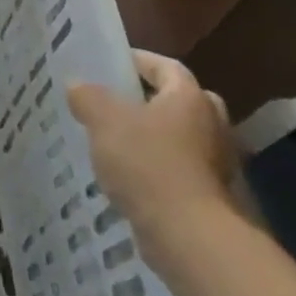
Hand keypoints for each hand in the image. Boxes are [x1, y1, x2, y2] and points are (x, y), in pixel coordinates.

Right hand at [69, 51, 237, 264]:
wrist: (188, 234)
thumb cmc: (148, 163)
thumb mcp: (104, 121)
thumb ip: (88, 97)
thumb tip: (77, 85)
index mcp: (190, 97)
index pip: (166, 66)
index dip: (138, 61)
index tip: (112, 64)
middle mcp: (212, 123)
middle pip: (180, 101)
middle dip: (151, 101)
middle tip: (119, 104)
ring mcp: (218, 162)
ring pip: (182, 137)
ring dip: (155, 137)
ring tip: (118, 143)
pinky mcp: (213, 195)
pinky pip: (181, 169)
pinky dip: (160, 168)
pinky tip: (132, 178)